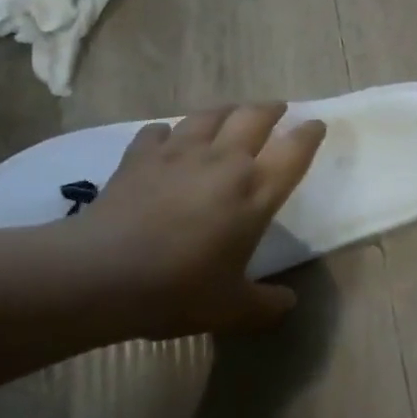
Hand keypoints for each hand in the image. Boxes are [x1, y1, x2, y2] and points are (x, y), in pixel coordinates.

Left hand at [64, 103, 326, 338]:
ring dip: (225, 111)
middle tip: (277, 109)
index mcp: (257, 191)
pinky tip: (167, 140)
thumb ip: (266, 305)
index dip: (309, 134)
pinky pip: (159, 131)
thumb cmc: (178, 288)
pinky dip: (168, 132)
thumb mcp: (232, 308)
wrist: (100, 273)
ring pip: (210, 115)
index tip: (316, 125)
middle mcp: (225, 161)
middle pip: (255, 117)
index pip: (295, 150)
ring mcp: (180, 153)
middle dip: (271, 109)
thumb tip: (289, 304)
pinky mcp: (140, 156)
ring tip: (230, 113)